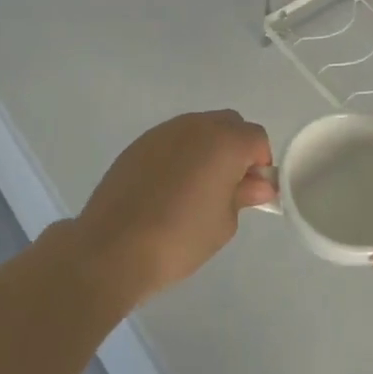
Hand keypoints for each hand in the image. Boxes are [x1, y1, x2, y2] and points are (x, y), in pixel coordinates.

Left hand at [73, 110, 275, 303]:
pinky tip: (168, 189)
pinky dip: (180, 155)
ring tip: (195, 189)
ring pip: (199, 129)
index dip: (260, 164)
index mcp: (224, 141)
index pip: (257, 138)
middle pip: (229, 124)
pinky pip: (172, 140)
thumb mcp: (224, 222)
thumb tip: (258, 184)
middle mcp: (195, 126)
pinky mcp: (138, 144)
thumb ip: (244, 195)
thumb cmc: (180, 238)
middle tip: (228, 187)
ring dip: (207, 149)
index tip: (251, 192)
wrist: (112, 249)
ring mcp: (163, 132)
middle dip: (236, 149)